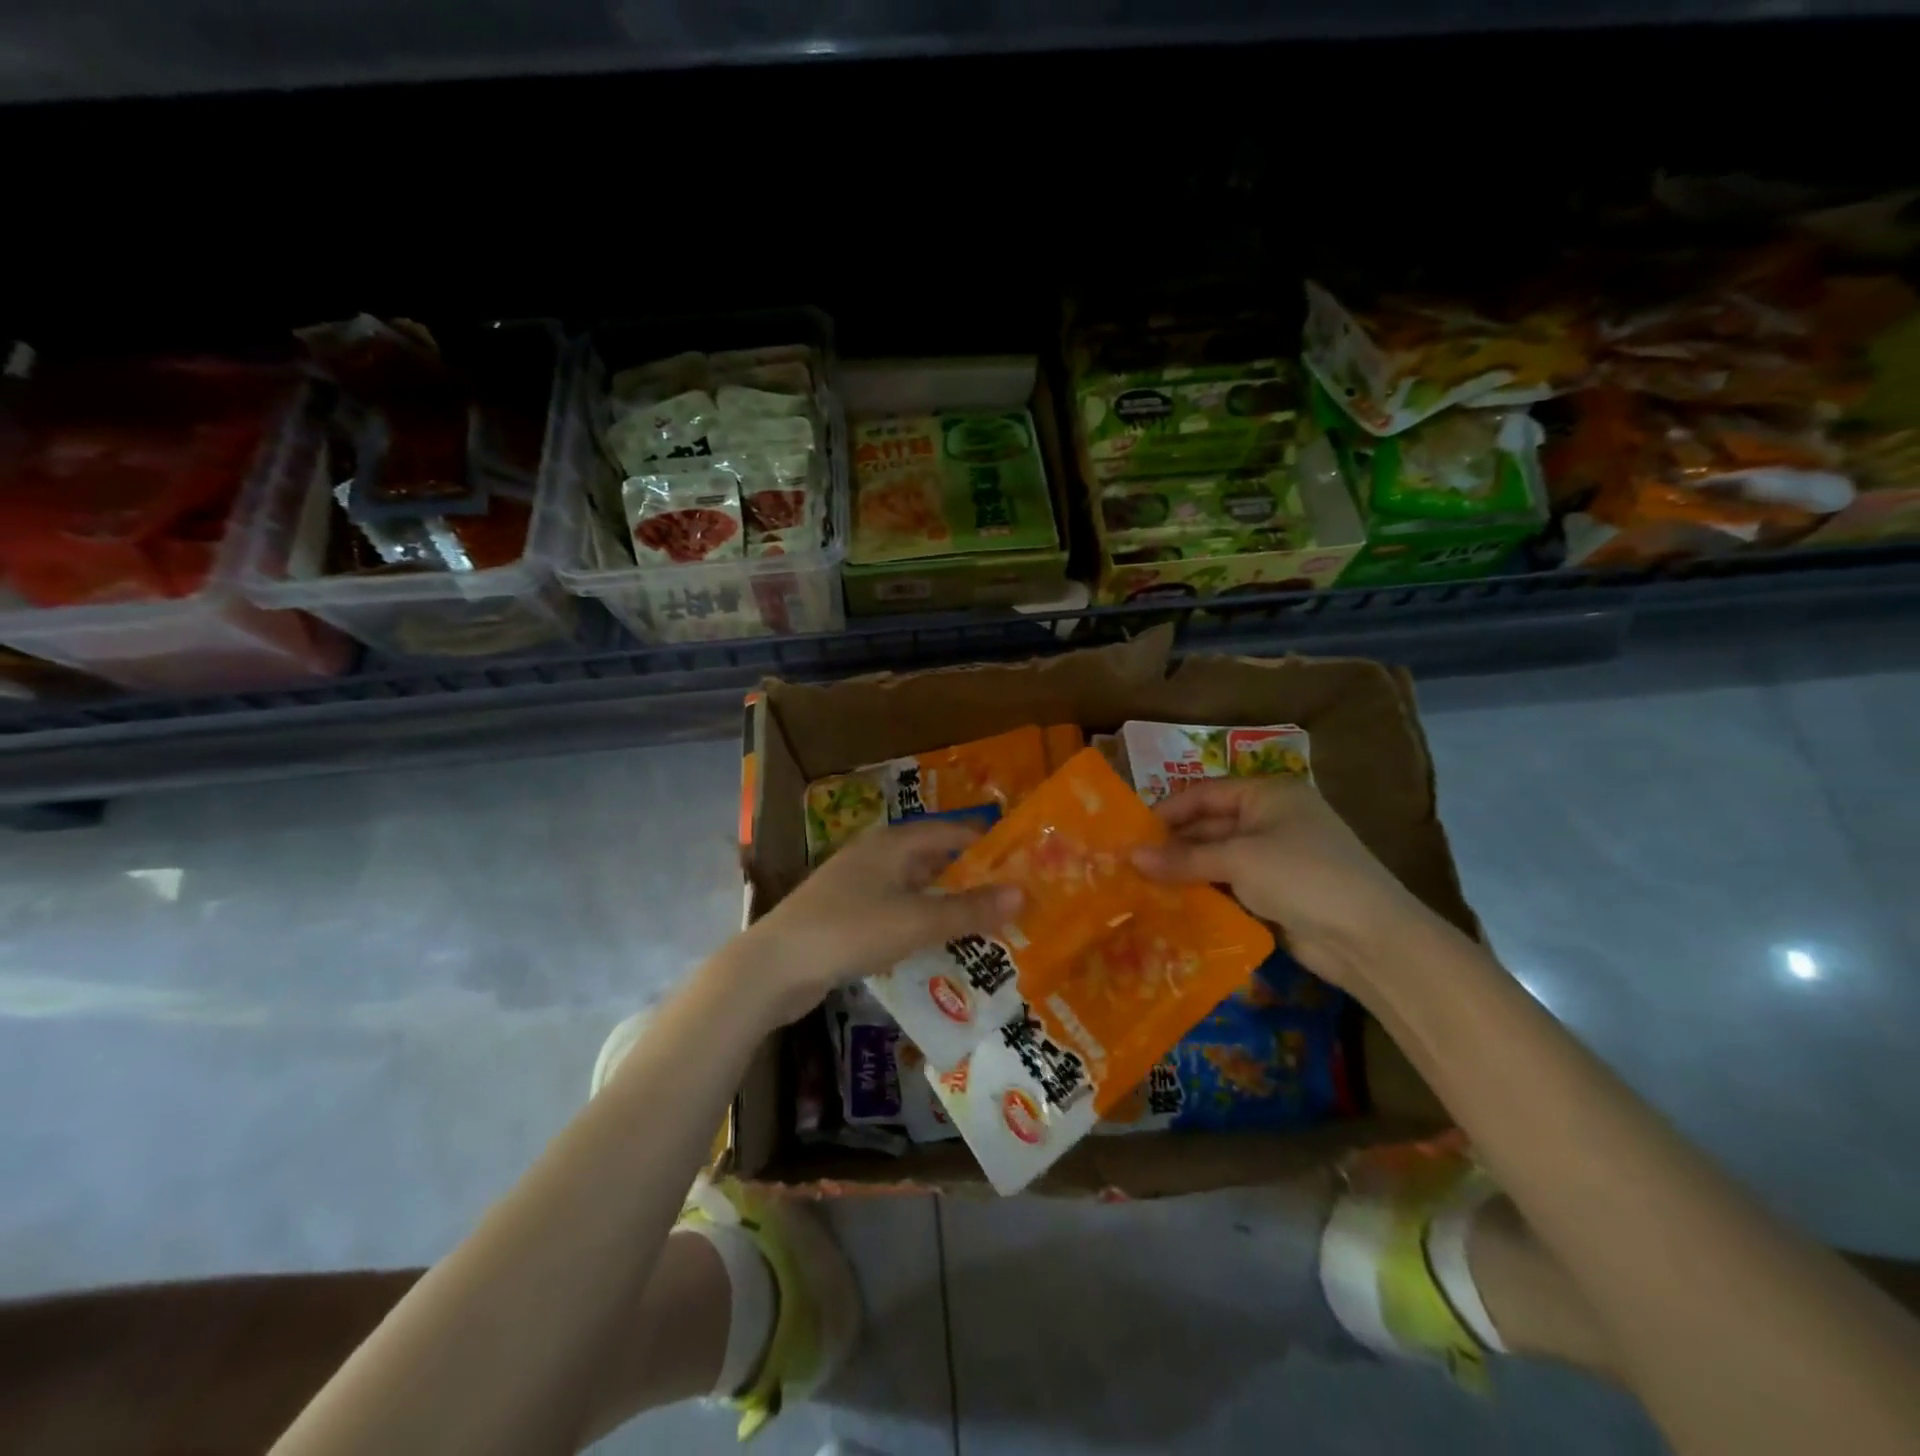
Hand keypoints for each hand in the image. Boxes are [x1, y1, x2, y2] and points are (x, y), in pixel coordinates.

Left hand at [727, 820, 1022, 1024]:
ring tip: (983, 925)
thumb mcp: (916, 921)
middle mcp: (875, 855)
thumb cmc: (850, 930)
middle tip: (1009, 900)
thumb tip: (1023, 893)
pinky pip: (895, 911)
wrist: (774, 967)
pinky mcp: (844, 915)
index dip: (985, 845)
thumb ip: (969, 909)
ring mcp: (856, 885)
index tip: (1021, 863)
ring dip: (945, 903)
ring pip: (913, 888)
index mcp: (892, 843)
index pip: (950, 832)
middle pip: (932, 859)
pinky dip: (919, 922)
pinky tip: (936, 946)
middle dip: (969, 878)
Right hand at [1131, 776, 1436, 996]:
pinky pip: (1230, 886)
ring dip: (1185, 872)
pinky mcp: (1276, 893)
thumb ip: (1184, 858)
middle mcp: (1270, 819)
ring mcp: (1275, 858)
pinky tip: (1172, 905)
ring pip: (1217, 859)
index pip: (1204, 794)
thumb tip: (1130, 858)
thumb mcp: (1238, 859)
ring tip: (1141, 886)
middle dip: (1172, 845)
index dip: (1167, 812)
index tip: (1129, 834)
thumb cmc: (1302, 875)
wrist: (1369, 938)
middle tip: (1128, 864)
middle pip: (1209, 826)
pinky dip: (1204, 893)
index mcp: (1268, 794)